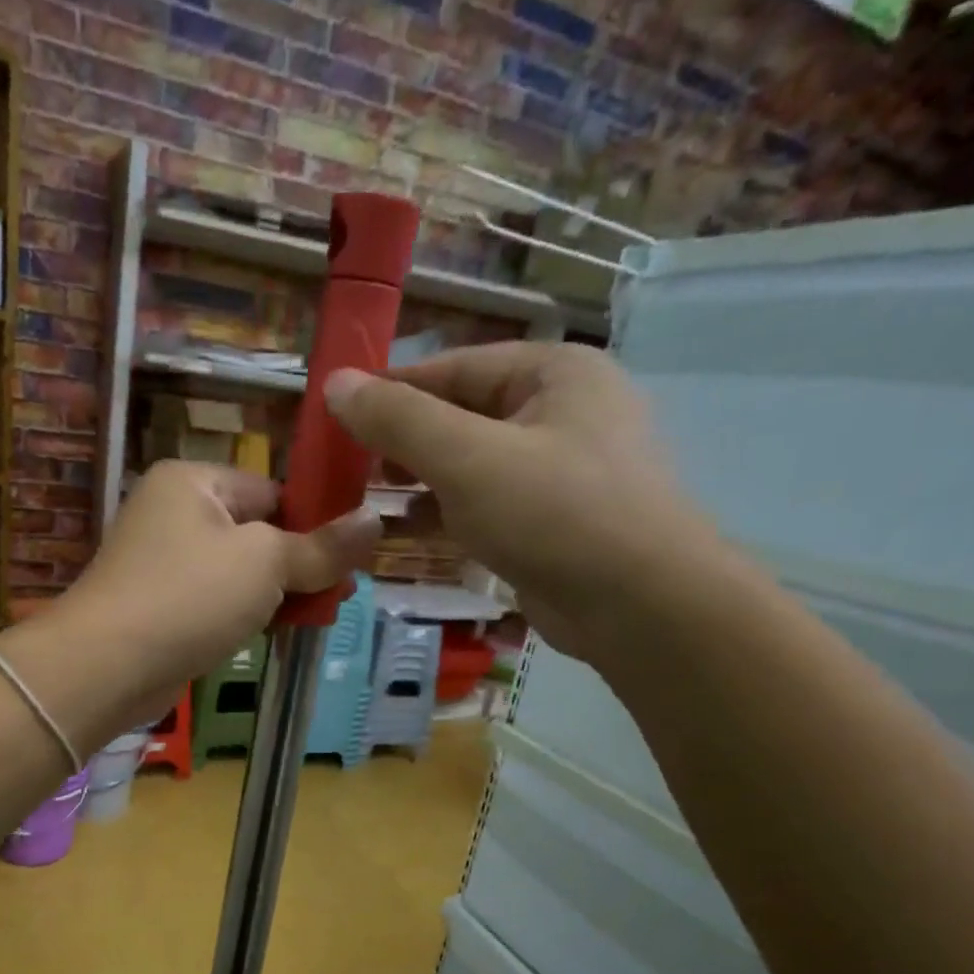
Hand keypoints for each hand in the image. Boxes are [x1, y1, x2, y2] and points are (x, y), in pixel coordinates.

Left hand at [55, 460, 379, 721]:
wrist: (108, 667)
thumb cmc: (189, 596)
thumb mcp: (265, 563)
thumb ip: (321, 546)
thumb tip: (376, 520)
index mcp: (193, 481)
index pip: (273, 491)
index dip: (315, 522)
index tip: (350, 556)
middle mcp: (174, 513)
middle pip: (258, 533)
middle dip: (298, 565)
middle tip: (338, 593)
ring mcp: (163, 563)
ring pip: (240, 573)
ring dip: (277, 595)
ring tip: (316, 616)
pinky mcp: (161, 607)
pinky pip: (217, 603)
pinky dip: (246, 616)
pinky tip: (276, 634)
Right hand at [325, 343, 726, 660]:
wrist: (638, 605)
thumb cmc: (553, 513)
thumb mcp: (466, 458)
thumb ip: (398, 420)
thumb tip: (336, 384)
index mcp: (552, 374)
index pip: (452, 368)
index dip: (390, 391)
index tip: (336, 417)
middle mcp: (559, 412)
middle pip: (459, 417)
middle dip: (401, 444)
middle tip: (346, 470)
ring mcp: (557, 471)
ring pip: (469, 466)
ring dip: (416, 483)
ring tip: (362, 503)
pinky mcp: (549, 522)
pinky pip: (484, 506)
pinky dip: (443, 516)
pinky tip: (401, 533)